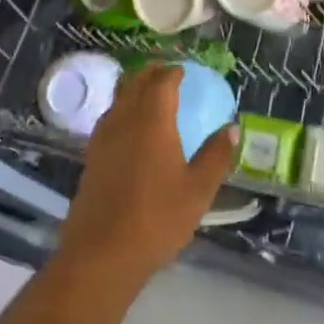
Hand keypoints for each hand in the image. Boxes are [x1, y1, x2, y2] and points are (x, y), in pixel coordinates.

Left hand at [55, 63, 236, 290]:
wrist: (101, 253)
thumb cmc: (157, 218)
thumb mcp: (198, 190)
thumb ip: (216, 155)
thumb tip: (231, 127)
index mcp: (152, 121)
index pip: (162, 81)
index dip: (174, 72)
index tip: (185, 70)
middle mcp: (124, 120)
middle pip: (135, 83)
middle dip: (151, 72)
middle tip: (168, 73)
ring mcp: (102, 138)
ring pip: (118, 99)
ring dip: (134, 89)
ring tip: (150, 95)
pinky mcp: (91, 157)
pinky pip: (109, 119)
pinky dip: (123, 110)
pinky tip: (131, 128)